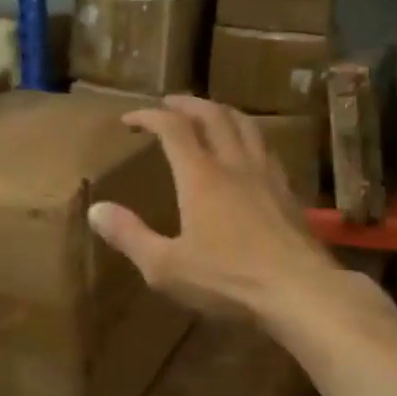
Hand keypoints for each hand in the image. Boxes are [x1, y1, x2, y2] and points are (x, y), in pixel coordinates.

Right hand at [89, 95, 339, 319]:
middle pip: (213, 115)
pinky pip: (265, 148)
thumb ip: (129, 235)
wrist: (301, 292)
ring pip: (245, 125)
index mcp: (201, 176)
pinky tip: (247, 153)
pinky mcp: (288, 193)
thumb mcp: (166, 266)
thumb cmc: (228, 279)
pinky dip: (247, 137)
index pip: (173, 129)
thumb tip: (95, 209)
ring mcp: (267, 175)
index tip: (130, 119)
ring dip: (221, 112)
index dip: (149, 116)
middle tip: (169, 103)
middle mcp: (234, 165)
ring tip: (209, 115)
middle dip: (187, 104)